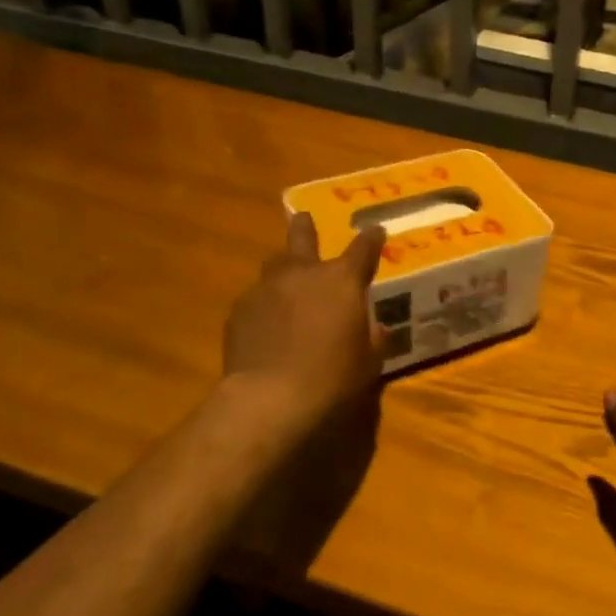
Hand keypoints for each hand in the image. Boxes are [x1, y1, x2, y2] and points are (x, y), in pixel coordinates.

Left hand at [223, 213, 386, 435]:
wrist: (269, 397)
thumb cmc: (332, 377)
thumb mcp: (368, 361)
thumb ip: (374, 338)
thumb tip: (377, 327)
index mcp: (342, 280)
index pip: (363, 248)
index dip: (371, 238)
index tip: (376, 230)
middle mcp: (303, 273)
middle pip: (303, 236)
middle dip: (306, 226)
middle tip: (305, 218)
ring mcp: (266, 288)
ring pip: (275, 264)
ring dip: (284, 267)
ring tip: (286, 279)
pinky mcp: (239, 310)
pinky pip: (256, 297)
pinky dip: (265, 304)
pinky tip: (266, 323)